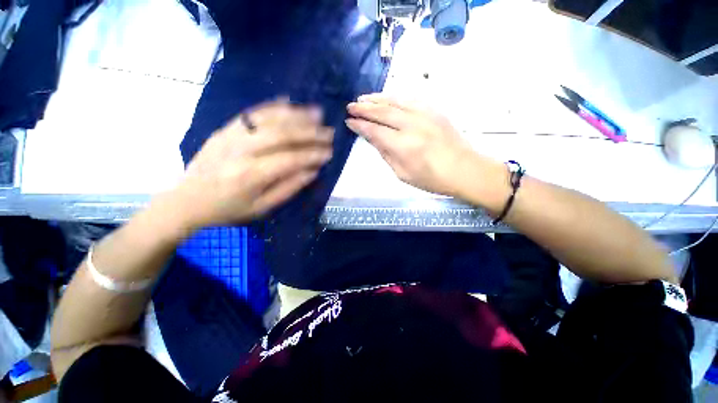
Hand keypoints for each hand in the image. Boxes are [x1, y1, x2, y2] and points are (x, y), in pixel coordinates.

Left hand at [172, 98, 333, 227]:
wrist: (186, 201)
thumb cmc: (227, 210)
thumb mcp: (262, 208)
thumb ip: (289, 188)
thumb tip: (312, 171)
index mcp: (251, 175)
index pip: (290, 160)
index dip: (313, 155)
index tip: (330, 153)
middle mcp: (241, 150)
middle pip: (282, 135)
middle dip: (310, 132)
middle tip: (329, 132)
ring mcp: (231, 135)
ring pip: (269, 119)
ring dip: (297, 115)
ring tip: (317, 113)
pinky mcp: (225, 129)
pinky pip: (252, 113)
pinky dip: (272, 106)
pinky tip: (289, 102)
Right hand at [346, 93, 503, 198]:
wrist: (464, 169)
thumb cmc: (432, 179)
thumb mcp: (403, 174)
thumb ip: (386, 154)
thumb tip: (373, 138)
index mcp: (403, 145)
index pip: (375, 131)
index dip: (360, 125)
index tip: (349, 121)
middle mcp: (412, 125)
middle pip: (383, 112)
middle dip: (364, 108)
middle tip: (351, 106)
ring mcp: (425, 115)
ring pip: (395, 101)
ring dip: (377, 98)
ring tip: (364, 98)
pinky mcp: (434, 110)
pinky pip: (410, 99)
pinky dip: (395, 97)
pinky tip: (387, 97)